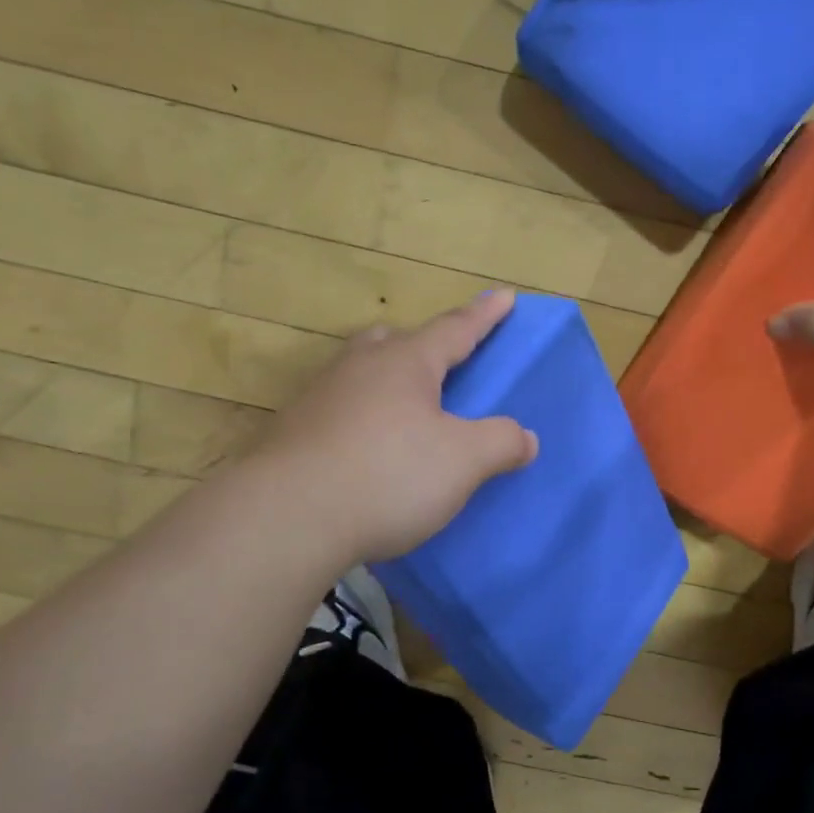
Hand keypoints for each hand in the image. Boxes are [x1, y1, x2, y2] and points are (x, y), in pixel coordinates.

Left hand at [257, 290, 539, 563]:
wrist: (287, 517)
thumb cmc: (388, 475)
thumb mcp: (462, 461)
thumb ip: (500, 443)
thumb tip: (525, 437)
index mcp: (406, 363)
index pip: (455, 329)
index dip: (485, 315)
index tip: (505, 295)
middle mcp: (360, 368)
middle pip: (396, 342)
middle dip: (424, 345)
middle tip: (441, 360)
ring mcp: (321, 398)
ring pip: (362, 372)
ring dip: (387, 380)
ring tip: (404, 407)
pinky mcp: (295, 432)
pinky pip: (340, 410)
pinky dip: (362, 417)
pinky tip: (367, 449)